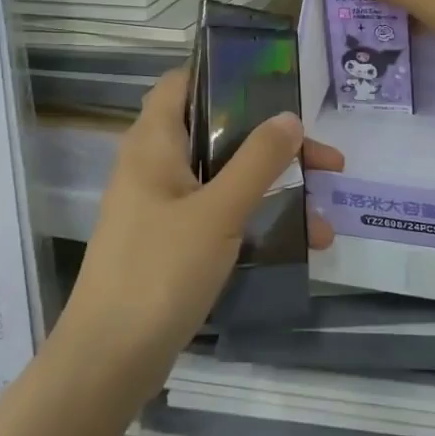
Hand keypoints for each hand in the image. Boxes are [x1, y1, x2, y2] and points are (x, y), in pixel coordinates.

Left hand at [60, 70, 342, 392]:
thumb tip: (290, 117)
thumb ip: (257, 161)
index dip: (223, 74)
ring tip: (325, 212)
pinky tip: (300, 244)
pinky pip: (220, 215)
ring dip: (275, 188)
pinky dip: (257, 220)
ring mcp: (162, 208)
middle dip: (274, 143)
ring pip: (225, 179)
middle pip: (218, 133)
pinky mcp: (170, 243)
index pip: (182, 83)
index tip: (275, 84)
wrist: (109, 361)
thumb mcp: (218, 212)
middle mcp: (154, 167)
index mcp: (153, 144)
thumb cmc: (160, 272)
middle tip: (325, 159)